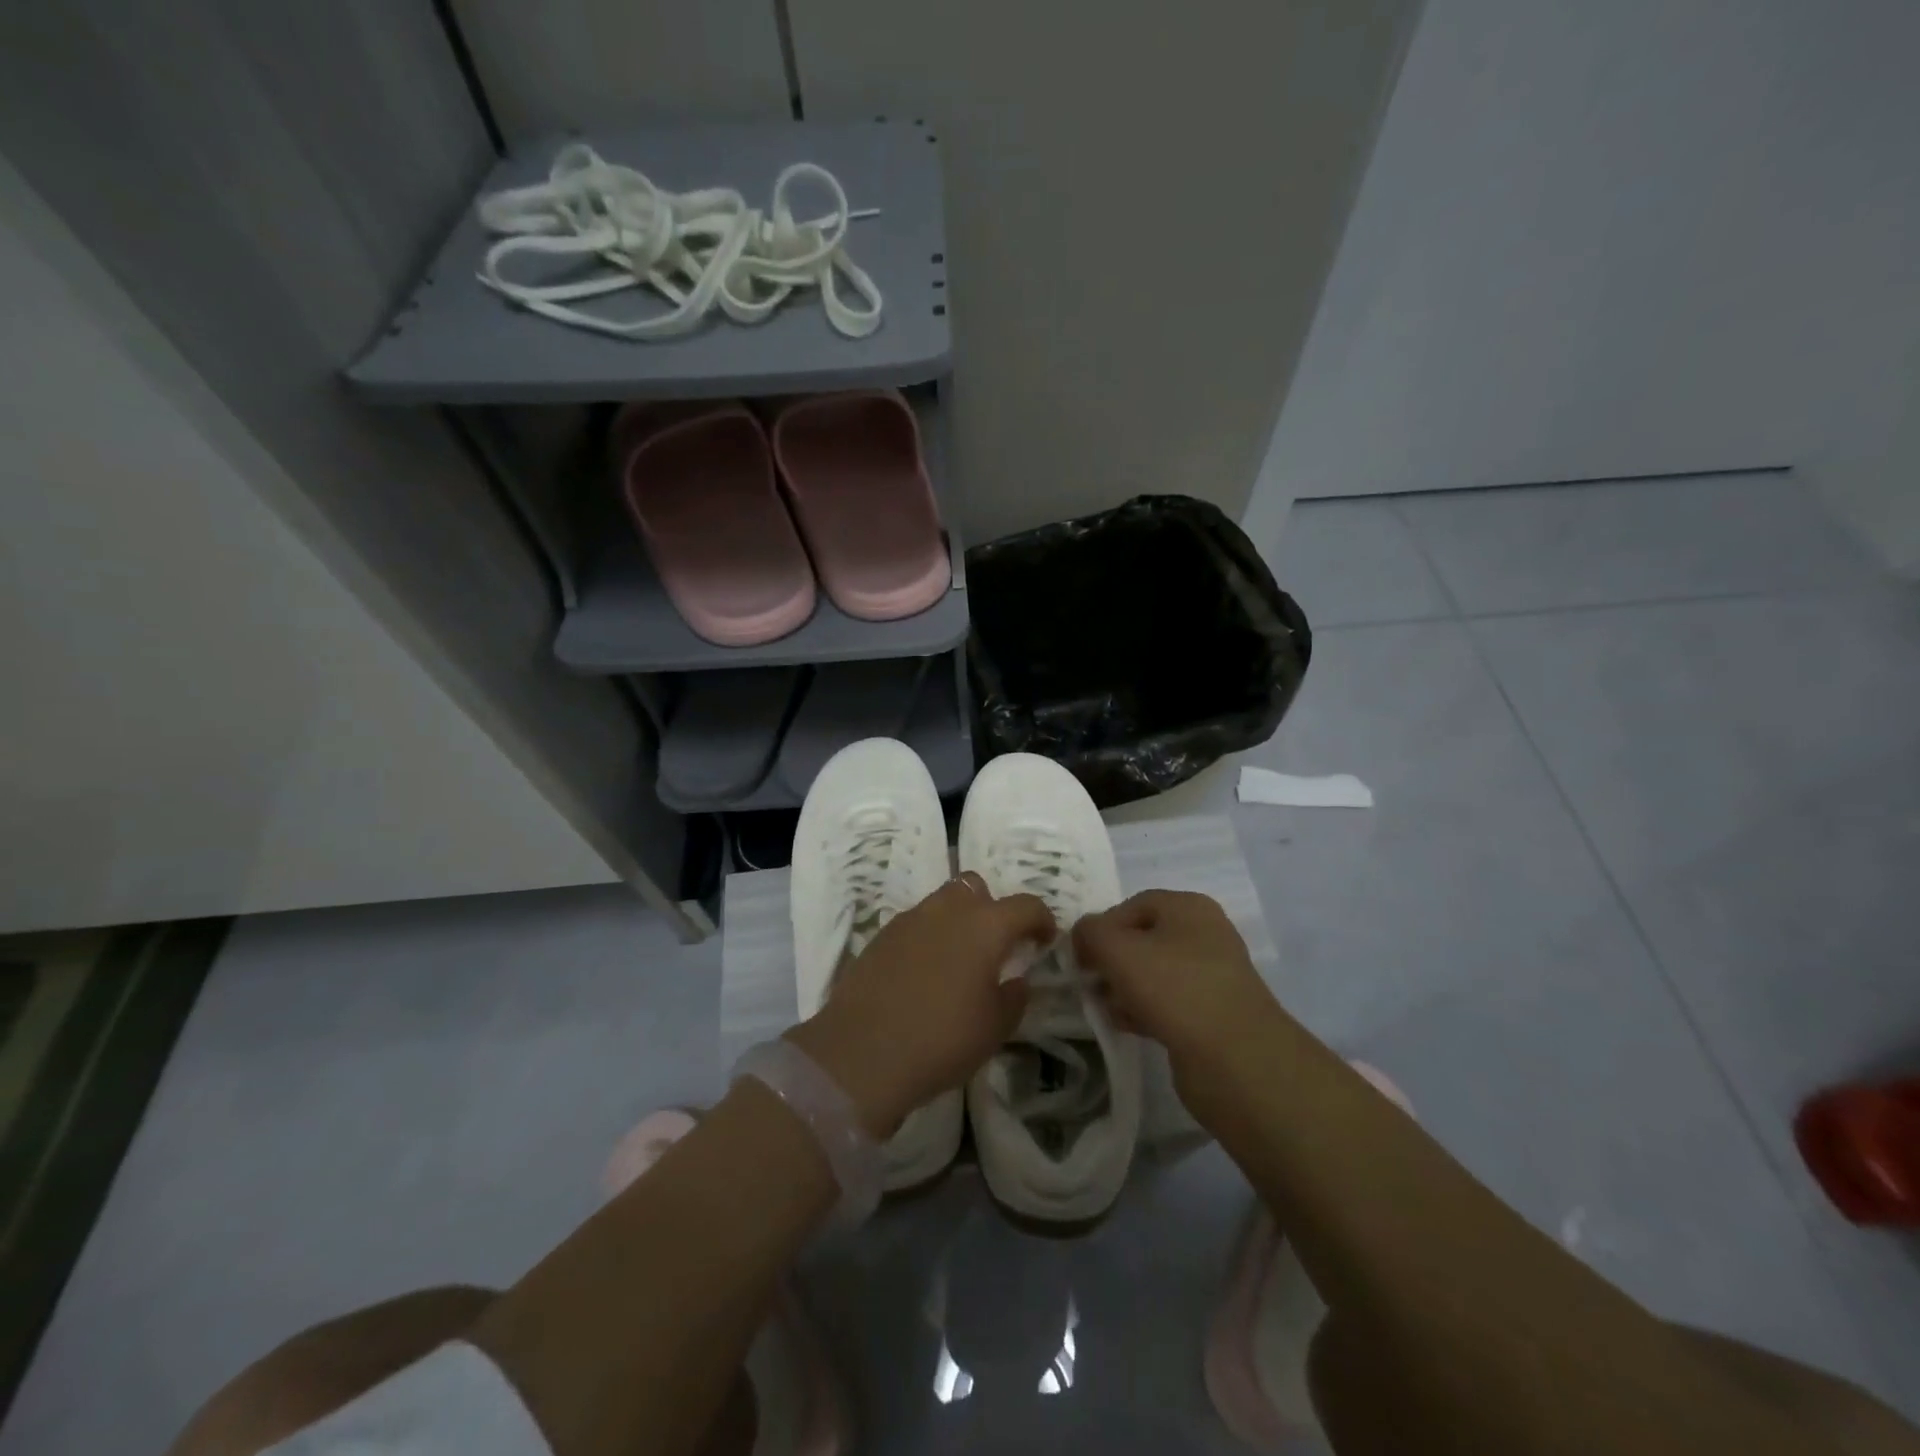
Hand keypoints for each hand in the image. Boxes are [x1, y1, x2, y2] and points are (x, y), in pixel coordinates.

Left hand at [787, 876, 1054, 1137]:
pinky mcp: (881, 935)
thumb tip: (1015, 979)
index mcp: (985, 926)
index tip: (1045, 941)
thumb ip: (1014, 996)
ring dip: (958, 919)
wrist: (862, 1052)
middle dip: (992, 908)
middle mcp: (947, 910)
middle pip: (976, 887)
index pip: (1025, 905)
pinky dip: (928, 936)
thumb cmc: (942, 1039)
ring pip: (942, 901)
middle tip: (996, 945)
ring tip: (959, 959)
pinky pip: (915, 923)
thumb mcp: (995, 1027)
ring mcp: (909, 919)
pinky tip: (925, 972)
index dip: (1042, 919)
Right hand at [1072, 889, 1281, 1075]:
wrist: (1235, 1060)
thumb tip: (1083, 935)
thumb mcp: (1117, 949)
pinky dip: (1145, 1010)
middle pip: (1143, 939)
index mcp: (1189, 907)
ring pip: (1154, 973)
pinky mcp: (1214, 1014)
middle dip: (1112, 960)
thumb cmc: (1173, 988)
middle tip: (1091, 983)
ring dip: (1125, 988)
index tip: (1080, 956)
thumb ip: (1090, 932)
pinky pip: (1169, 1002)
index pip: (1131, 905)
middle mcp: (1206, 934)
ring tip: (1106, 1008)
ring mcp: (1213, 975)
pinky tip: (1127, 1025)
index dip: (1100, 927)